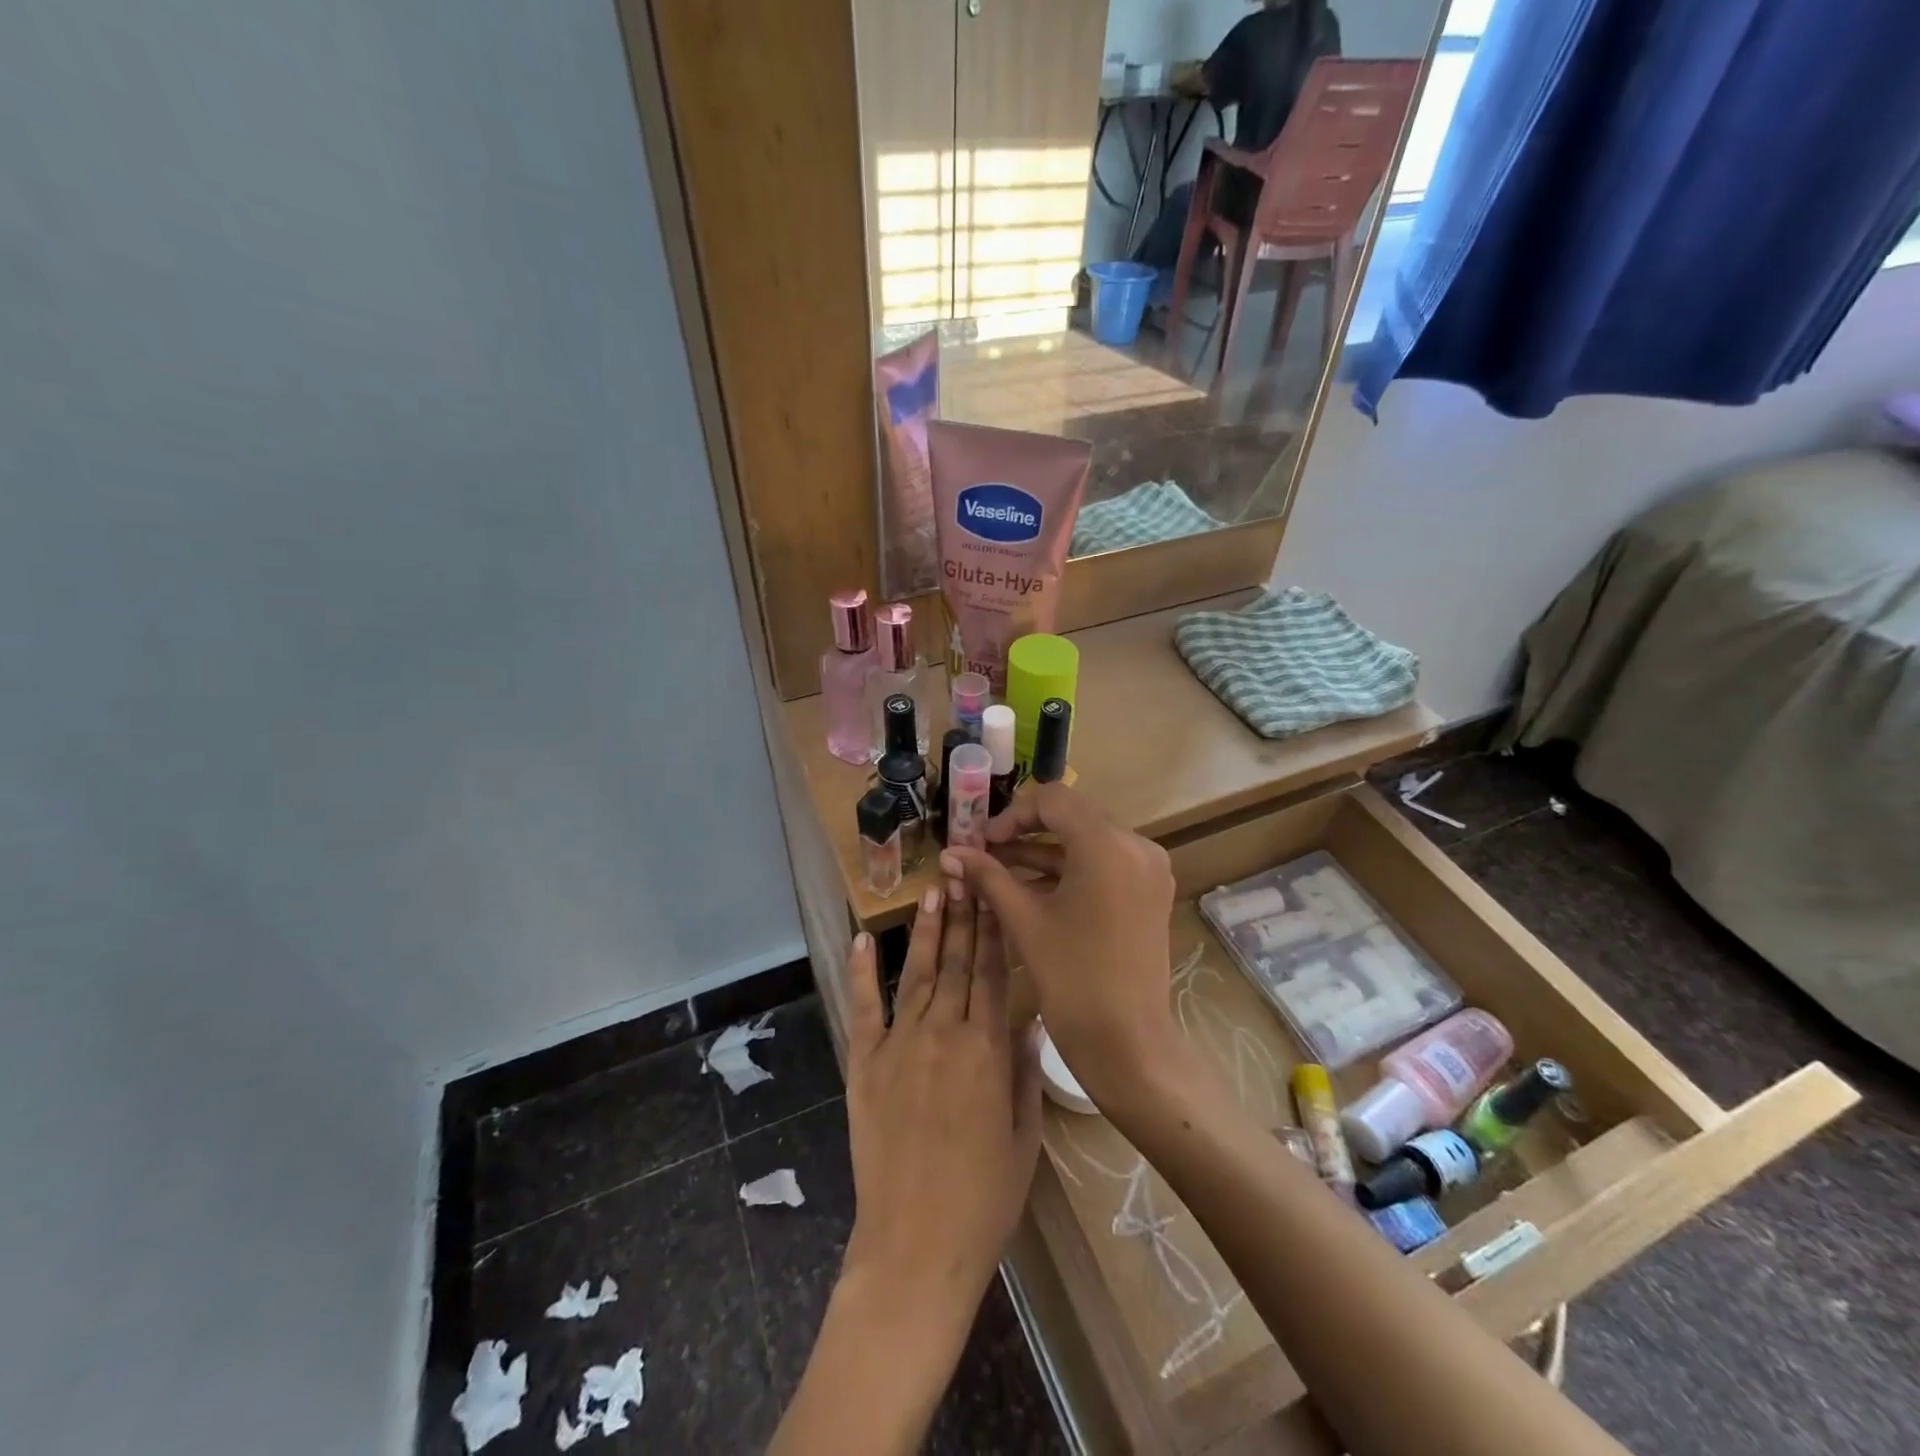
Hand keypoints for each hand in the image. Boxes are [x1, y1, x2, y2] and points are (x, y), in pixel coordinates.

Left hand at [840, 887, 1043, 1330]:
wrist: (916, 1246)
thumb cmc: (983, 1199)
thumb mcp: (1024, 1137)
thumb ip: (1026, 1072)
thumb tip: (1030, 1017)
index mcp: (988, 1050)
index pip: (994, 972)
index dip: (994, 929)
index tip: (994, 892)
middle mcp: (945, 1034)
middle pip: (958, 962)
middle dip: (964, 914)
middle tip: (965, 872)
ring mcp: (900, 1046)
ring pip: (918, 974)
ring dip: (927, 931)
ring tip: (933, 891)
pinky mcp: (865, 1065)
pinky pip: (864, 1009)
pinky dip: (862, 972)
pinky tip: (864, 939)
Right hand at [939, 783, 1180, 1110]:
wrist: (1127, 1043)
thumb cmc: (1072, 979)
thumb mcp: (1024, 920)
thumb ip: (988, 877)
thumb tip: (950, 853)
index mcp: (1108, 845)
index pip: (1054, 800)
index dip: (1012, 814)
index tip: (982, 841)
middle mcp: (1137, 846)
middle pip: (1073, 817)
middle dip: (1025, 832)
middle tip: (987, 854)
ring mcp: (1148, 870)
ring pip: (1087, 842)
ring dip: (1044, 853)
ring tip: (1000, 873)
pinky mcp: (1149, 892)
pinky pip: (1104, 865)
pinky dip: (1069, 871)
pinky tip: (1032, 890)